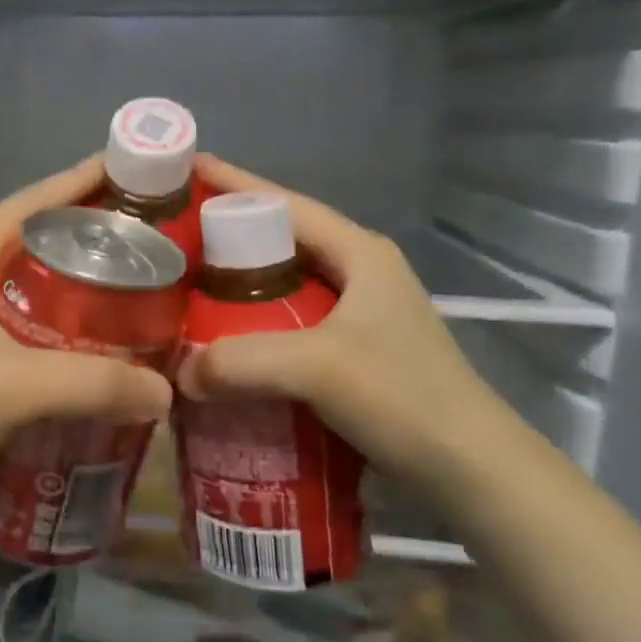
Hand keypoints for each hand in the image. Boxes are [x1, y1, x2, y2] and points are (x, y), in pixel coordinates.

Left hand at [0, 158, 173, 499]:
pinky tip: (95, 347)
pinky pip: (28, 323)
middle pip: (36, 239)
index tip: (132, 174)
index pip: (31, 202)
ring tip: (133, 290)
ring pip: (33, 283)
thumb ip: (95, 383)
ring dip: (78, 282)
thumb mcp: (16, 386)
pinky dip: (64, 325)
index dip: (79, 182)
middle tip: (149, 241)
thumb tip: (166, 390)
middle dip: (89, 234)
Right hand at [176, 155, 526, 496]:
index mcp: (358, 252)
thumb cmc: (405, 398)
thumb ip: (242, 361)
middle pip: (277, 243)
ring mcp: (355, 316)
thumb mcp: (320, 368)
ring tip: (180, 292)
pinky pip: (283, 327)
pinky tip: (216, 346)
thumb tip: (177, 373)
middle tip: (167, 242)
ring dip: (232, 290)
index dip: (232, 185)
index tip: (183, 170)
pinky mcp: (349, 355)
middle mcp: (357, 274)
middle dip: (223, 239)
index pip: (283, 203)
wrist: (472, 471)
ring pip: (278, 288)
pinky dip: (248, 330)